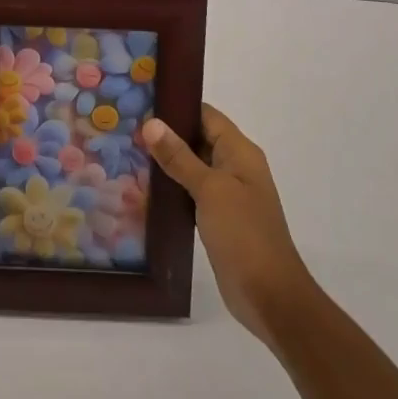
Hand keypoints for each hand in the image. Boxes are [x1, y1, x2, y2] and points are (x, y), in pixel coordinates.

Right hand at [143, 106, 315, 345]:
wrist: (270, 296)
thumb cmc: (243, 233)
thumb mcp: (210, 189)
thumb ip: (180, 157)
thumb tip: (151, 123)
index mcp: (240, 152)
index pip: (206, 115)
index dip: (177, 106)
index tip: (142, 102)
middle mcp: (236, 167)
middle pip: (198, 138)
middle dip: (166, 134)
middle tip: (126, 128)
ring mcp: (228, 194)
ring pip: (193, 166)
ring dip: (167, 162)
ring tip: (128, 153)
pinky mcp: (219, 218)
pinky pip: (193, 192)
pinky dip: (173, 188)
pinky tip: (145, 189)